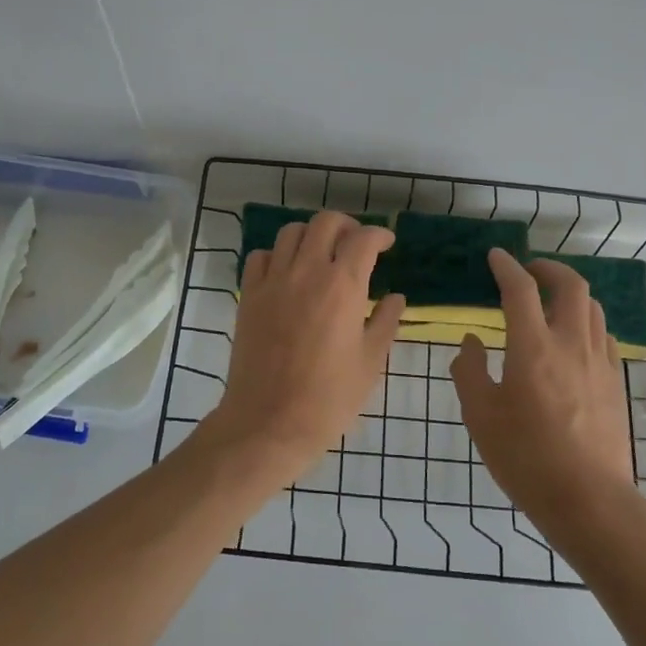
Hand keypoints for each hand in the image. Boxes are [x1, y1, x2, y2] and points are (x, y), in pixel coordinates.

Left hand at [196, 212, 405, 487]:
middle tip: (356, 243)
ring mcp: (273, 281)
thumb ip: (386, 322)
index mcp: (343, 286)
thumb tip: (396, 298)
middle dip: (346, 225)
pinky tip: (287, 273)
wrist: (269, 422)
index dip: (379, 235)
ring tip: (321, 254)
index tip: (386, 244)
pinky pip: (260, 257)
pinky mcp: (249, 296)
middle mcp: (307, 272)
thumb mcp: (370, 362)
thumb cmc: (329, 398)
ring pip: (291, 232)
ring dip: (311, 235)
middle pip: (326, 222)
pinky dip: (276, 255)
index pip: (364, 239)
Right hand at [451, 250, 635, 526]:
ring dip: (570, 293)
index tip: (496, 256)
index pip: (520, 289)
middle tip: (529, 272)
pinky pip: (603, 335)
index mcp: (533, 348)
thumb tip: (471, 342)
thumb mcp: (480, 416)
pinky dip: (585, 321)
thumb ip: (470, 371)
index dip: (507, 267)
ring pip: (592, 308)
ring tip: (550, 301)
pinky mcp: (615, 383)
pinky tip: (572, 340)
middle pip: (571, 285)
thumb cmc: (526, 458)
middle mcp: (571, 344)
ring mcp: (599, 363)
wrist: (590, 501)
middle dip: (549, 268)